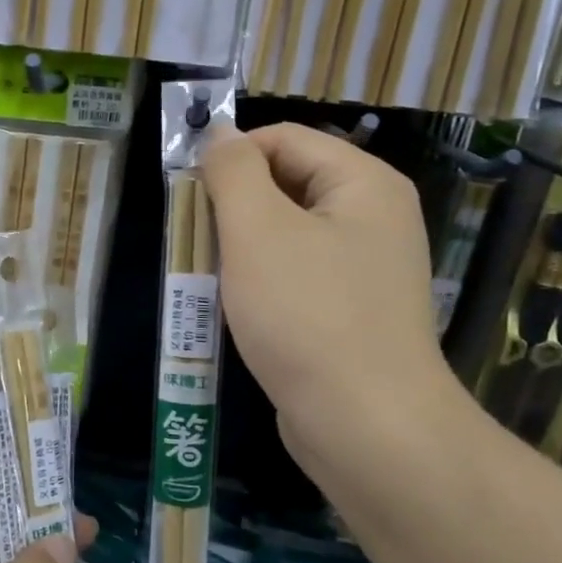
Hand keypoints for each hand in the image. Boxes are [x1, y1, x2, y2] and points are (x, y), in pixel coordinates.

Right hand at [201, 124, 471, 497]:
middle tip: (193, 240)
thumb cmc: (307, 316)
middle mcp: (374, 218)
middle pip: (287, 184)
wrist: (366, 426)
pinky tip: (236, 309)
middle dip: (233, 206)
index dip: (231, 157)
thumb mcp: (258, 231)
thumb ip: (233, 172)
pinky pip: (296, 277)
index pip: (284, 139)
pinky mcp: (350, 312)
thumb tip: (220, 136)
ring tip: (207, 276)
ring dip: (241, 249)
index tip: (188, 195)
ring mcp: (365, 269)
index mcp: (364, 183)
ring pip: (287, 235)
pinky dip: (261, 283)